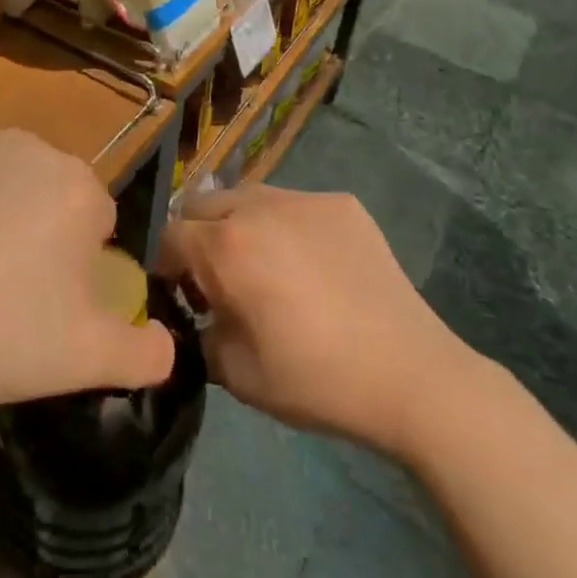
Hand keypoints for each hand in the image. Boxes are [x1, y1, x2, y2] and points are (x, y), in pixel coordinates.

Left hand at [0, 130, 174, 405]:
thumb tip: (169, 343)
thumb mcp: (84, 359)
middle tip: (0, 288)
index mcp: (78, 187)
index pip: (95, 218)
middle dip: (35, 227)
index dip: (74, 262)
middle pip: (46, 189)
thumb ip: (143, 352)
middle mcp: (30, 146)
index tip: (44, 300)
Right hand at [158, 185, 480, 458]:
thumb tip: (198, 314)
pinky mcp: (341, 203)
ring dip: (240, 224)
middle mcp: (258, 207)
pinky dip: (287, 227)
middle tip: (220, 278)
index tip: (181, 294)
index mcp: (227, 247)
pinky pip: (295, 204)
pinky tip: (313, 266)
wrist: (410, 374)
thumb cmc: (316, 380)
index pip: (170, 236)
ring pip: (248, 197)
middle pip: (203, 204)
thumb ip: (200, 334)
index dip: (166, 265)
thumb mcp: (237, 374)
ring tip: (266, 266)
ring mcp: (303, 199)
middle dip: (198, 236)